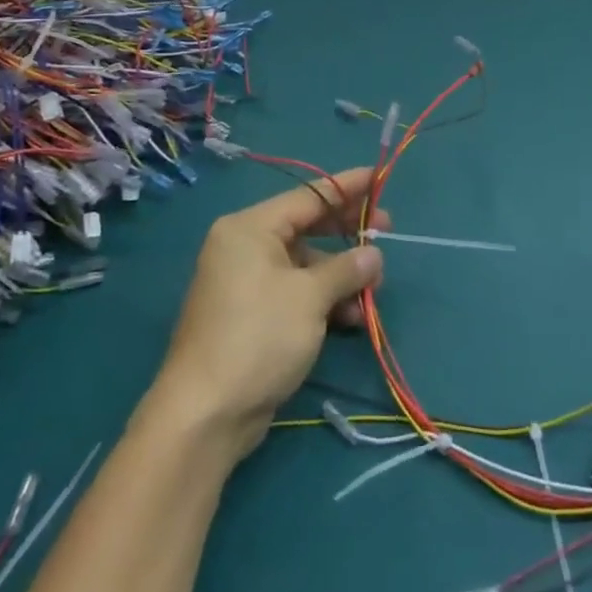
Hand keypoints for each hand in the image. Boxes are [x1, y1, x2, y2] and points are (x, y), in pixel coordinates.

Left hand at [150, 167, 386, 458]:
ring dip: (340, 276)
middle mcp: (245, 248)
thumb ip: (346, 268)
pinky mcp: (252, 317)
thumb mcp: (309, 297)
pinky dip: (323, 301)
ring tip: (372, 293)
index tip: (378, 177)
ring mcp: (247, 284)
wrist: (206, 414)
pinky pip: (296, 293)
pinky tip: (351, 319)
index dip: (346, 186)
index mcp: (250, 229)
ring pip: (305, 265)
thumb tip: (373, 254)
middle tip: (385, 231)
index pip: (307, 196)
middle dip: (347, 234)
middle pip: (306, 228)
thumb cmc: (258, 336)